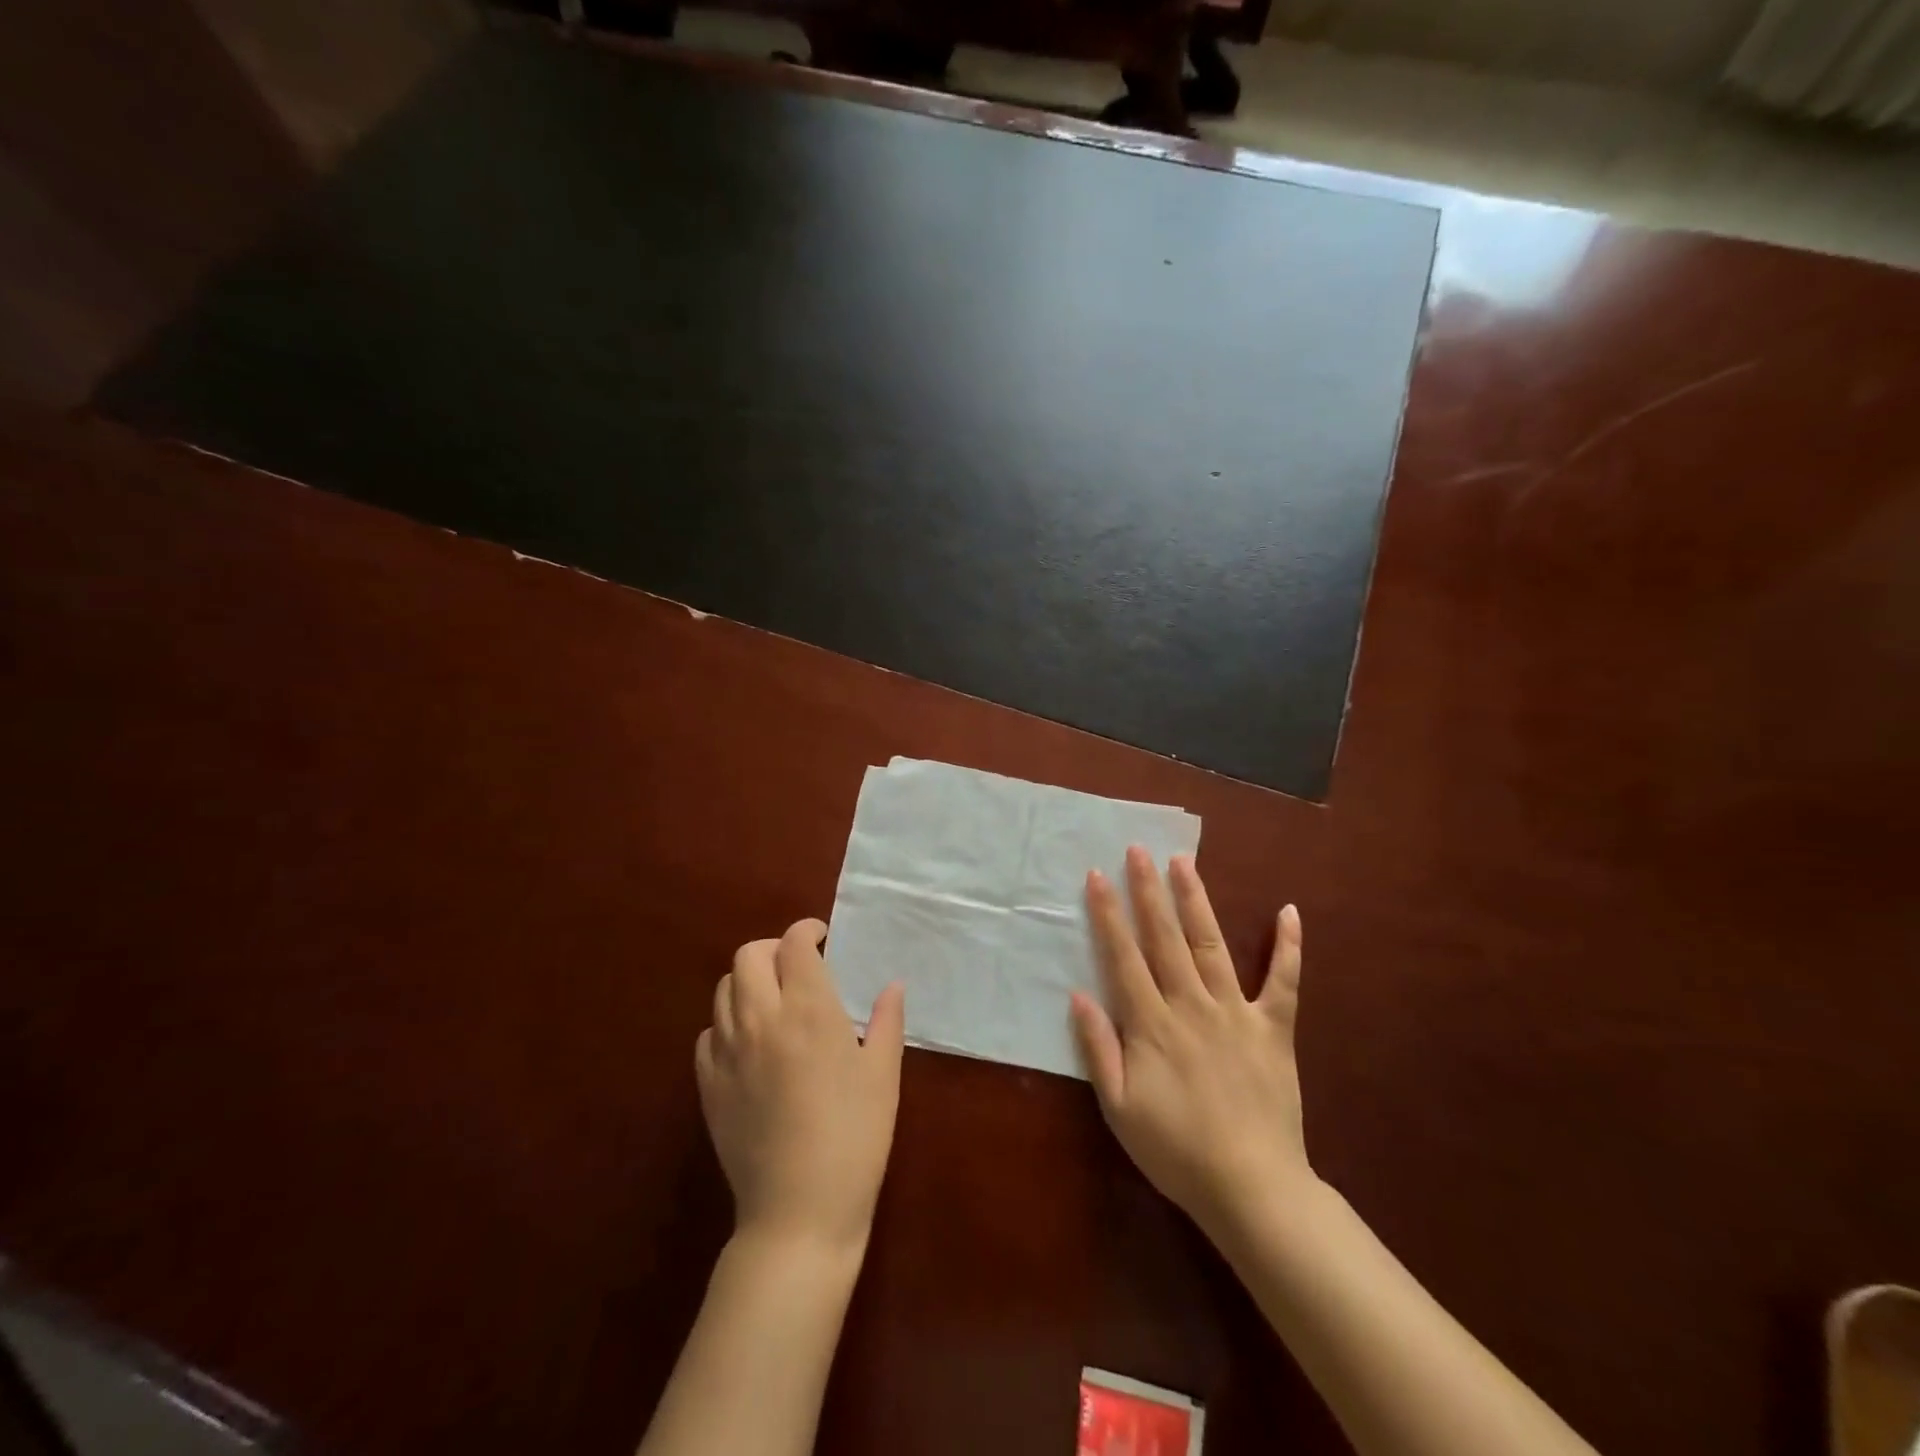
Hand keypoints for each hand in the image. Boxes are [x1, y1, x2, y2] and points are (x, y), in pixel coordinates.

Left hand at [696, 919, 904, 1254]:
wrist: (798, 1212)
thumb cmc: (854, 1137)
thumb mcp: (883, 1075)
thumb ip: (887, 1021)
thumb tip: (892, 985)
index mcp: (809, 1010)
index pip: (795, 944)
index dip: (807, 930)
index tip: (823, 938)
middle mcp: (761, 1019)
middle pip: (749, 956)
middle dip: (773, 949)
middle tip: (798, 967)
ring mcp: (728, 1052)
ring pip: (723, 989)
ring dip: (748, 982)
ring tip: (773, 1002)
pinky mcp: (708, 1085)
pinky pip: (708, 1033)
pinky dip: (727, 1023)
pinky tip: (749, 1044)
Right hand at [1071, 847, 1311, 1235]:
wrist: (1252, 1188)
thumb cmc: (1175, 1150)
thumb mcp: (1119, 1108)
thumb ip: (1098, 1048)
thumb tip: (1078, 994)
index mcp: (1152, 1025)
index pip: (1124, 957)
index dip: (1109, 915)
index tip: (1097, 876)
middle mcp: (1192, 1005)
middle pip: (1165, 939)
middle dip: (1148, 892)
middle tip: (1138, 850)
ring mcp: (1237, 1013)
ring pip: (1212, 946)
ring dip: (1196, 901)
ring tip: (1184, 863)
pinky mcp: (1274, 1029)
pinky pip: (1284, 982)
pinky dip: (1288, 947)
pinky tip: (1289, 910)